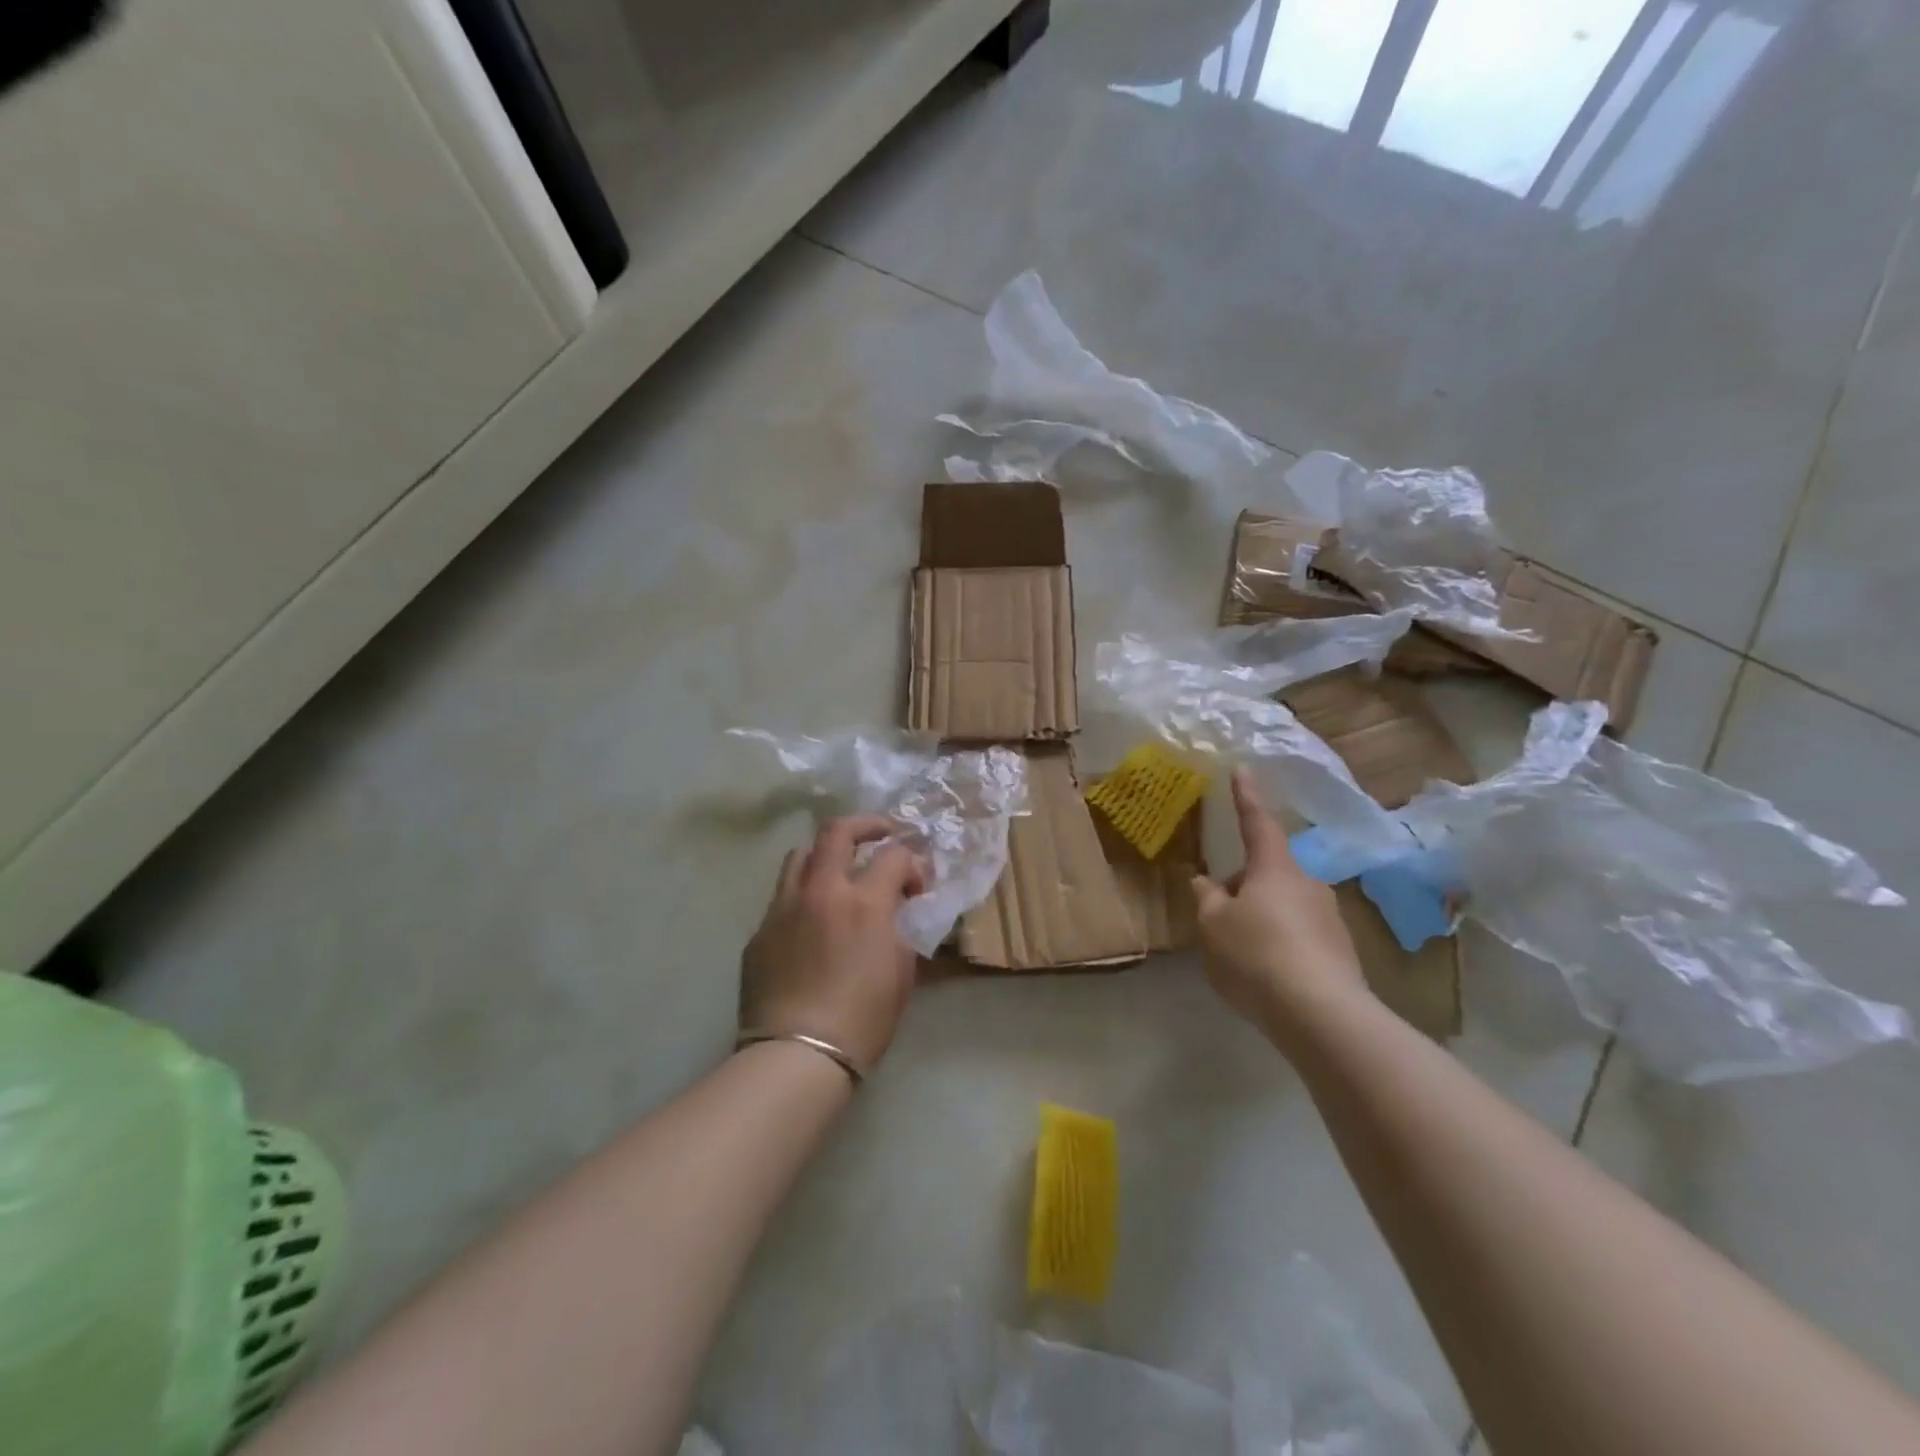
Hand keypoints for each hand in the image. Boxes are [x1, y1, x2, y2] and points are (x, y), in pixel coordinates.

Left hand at [740, 815, 927, 1073]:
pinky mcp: (759, 931)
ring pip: (800, 856)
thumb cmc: (863, 1018)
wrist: (798, 1055)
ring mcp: (783, 908)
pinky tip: (811, 923)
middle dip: (866, 825)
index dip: (912, 863)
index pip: (894, 855)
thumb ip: (900, 927)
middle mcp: (820, 892)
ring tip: (839, 871)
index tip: (917, 885)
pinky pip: (782, 898)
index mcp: (864, 902)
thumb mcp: (901, 971)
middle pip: (837, 831)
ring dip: (825, 855)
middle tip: (882, 835)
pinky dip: (803, 896)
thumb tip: (897, 907)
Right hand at [1192, 769, 1369, 1034]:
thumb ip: (1206, 898)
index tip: (1243, 770)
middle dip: (1243, 884)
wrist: (1321, 1014)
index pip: (1257, 823)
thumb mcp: (1213, 924)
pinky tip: (1263, 972)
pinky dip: (1277, 942)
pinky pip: (1298, 934)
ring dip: (1260, 916)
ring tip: (1237, 950)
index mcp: (1275, 868)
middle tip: (1217, 912)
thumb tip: (1207, 883)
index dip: (1246, 797)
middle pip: (1268, 872)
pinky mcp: (1340, 951)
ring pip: (1283, 904)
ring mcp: (1329, 918)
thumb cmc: (1256, 954)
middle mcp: (1308, 883)